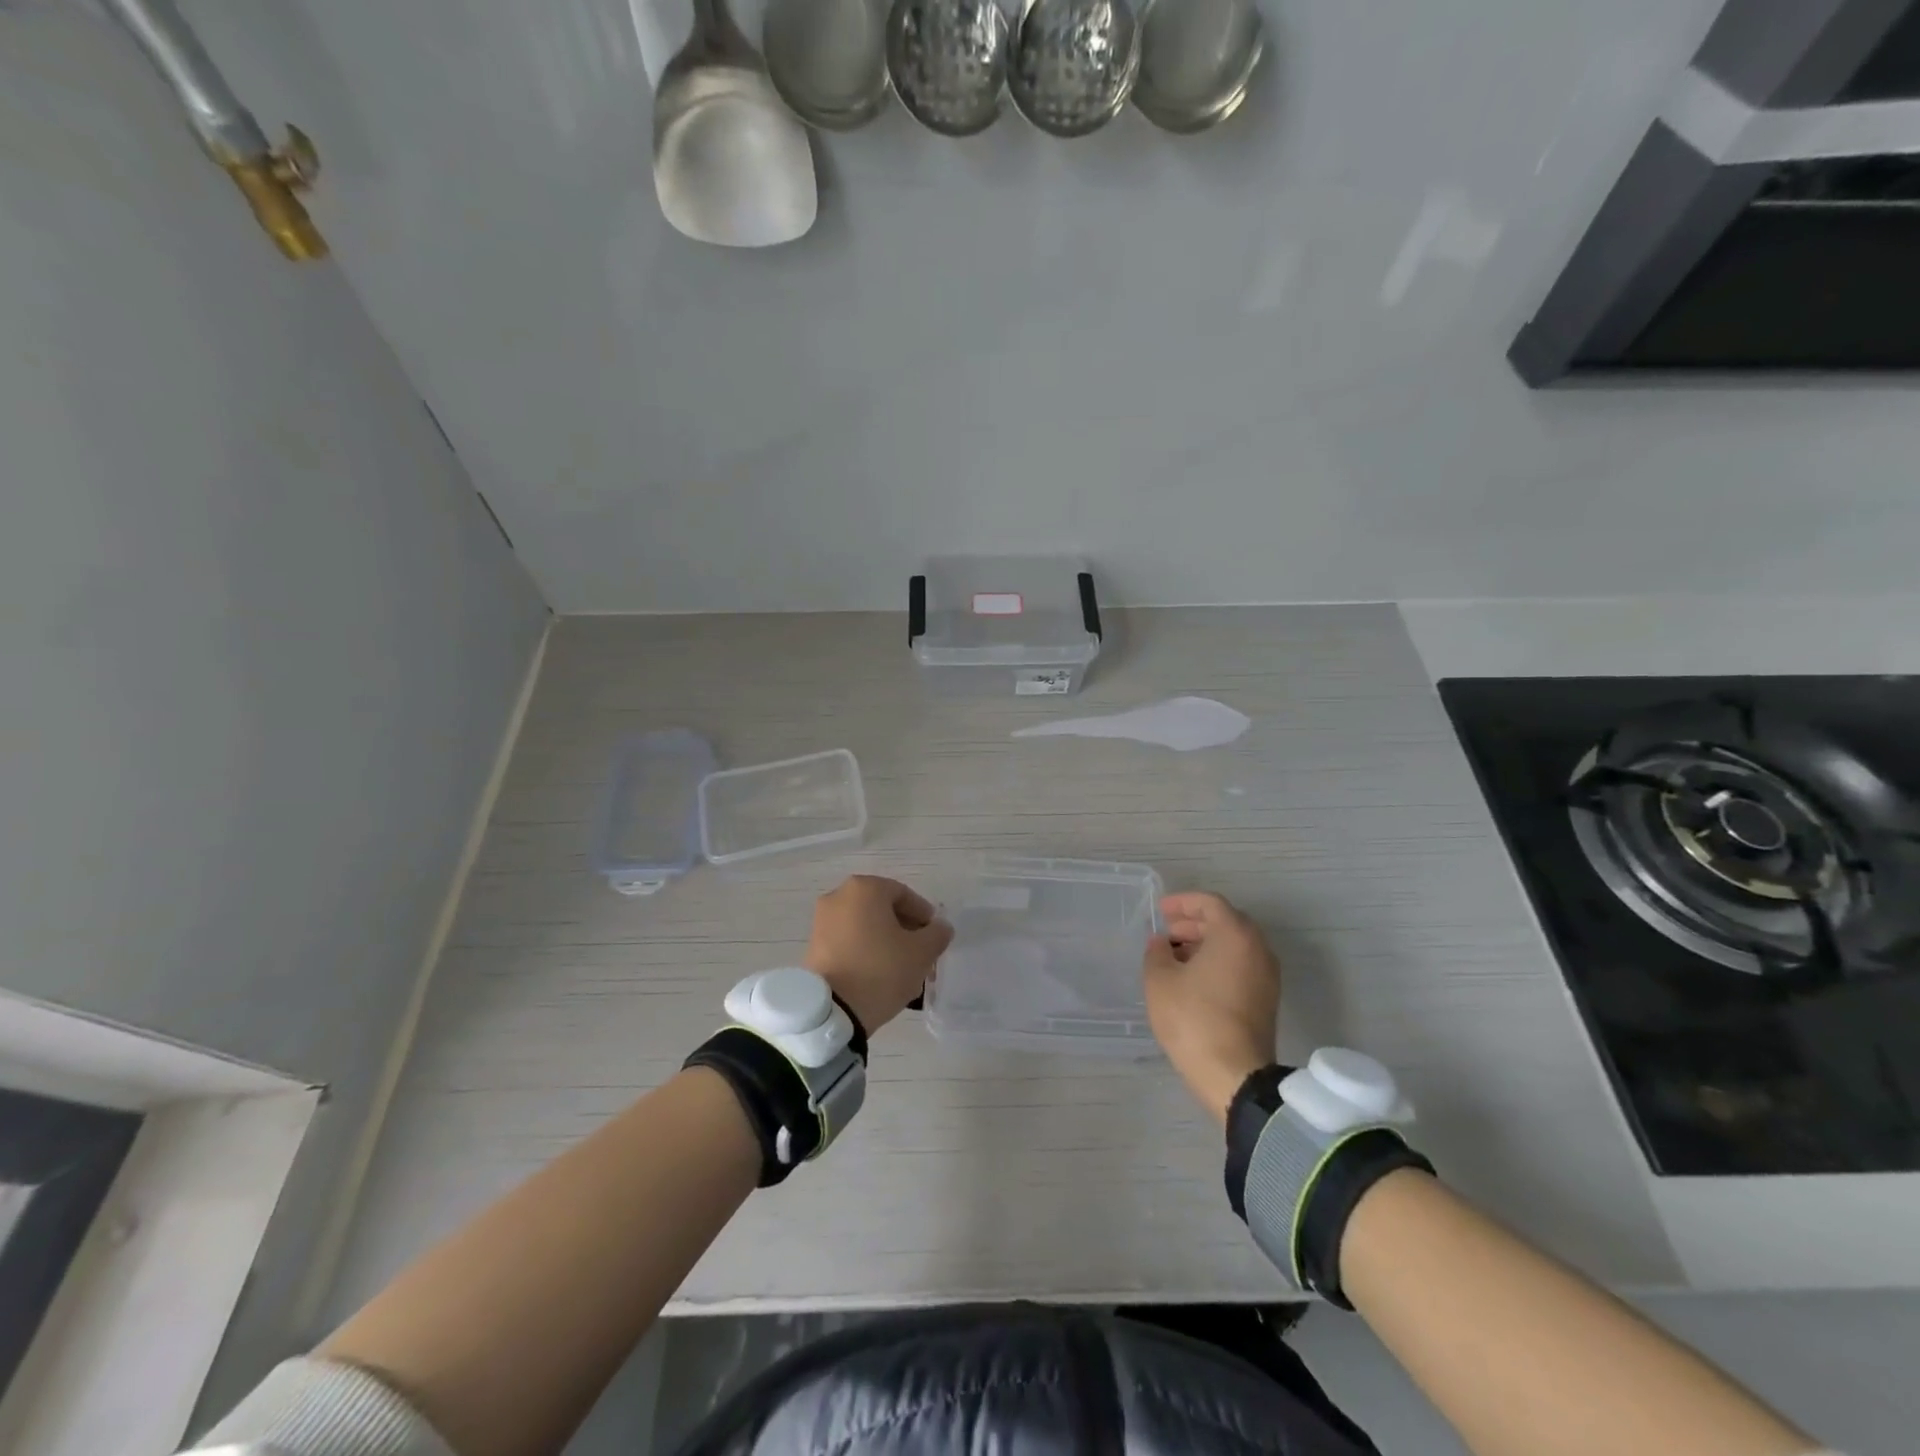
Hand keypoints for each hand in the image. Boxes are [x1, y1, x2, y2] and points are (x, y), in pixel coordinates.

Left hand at [805, 875, 953, 1035]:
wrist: (832, 1011)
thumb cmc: (881, 970)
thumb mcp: (921, 952)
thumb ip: (937, 934)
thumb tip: (940, 927)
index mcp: (865, 888)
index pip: (904, 894)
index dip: (924, 915)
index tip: (934, 937)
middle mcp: (838, 896)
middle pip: (882, 908)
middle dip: (904, 928)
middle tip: (920, 953)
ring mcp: (822, 921)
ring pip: (865, 925)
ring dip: (885, 940)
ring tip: (901, 967)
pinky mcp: (813, 945)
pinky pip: (847, 940)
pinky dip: (865, 950)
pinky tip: (878, 974)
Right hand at [1143, 892, 1280, 1125]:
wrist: (1234, 1074)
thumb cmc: (1193, 1018)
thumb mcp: (1159, 980)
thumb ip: (1157, 952)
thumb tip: (1161, 944)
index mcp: (1235, 934)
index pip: (1210, 903)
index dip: (1183, 902)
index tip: (1161, 911)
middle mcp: (1258, 948)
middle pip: (1226, 922)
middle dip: (1194, 924)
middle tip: (1167, 933)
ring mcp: (1268, 975)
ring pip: (1235, 945)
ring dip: (1206, 944)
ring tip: (1176, 957)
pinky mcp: (1267, 999)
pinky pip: (1242, 965)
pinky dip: (1219, 962)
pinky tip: (1194, 979)